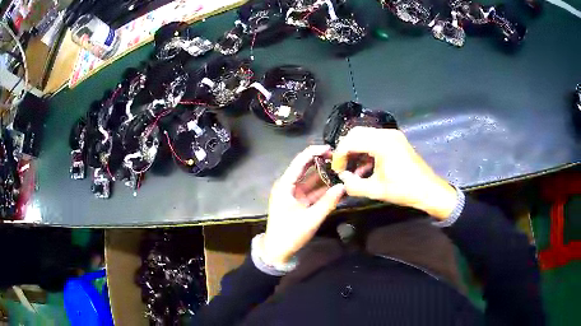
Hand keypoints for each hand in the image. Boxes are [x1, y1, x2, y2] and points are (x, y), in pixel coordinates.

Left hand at [260, 145, 344, 265]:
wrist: (277, 251)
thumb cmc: (289, 234)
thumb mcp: (311, 219)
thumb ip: (328, 203)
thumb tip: (344, 186)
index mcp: (285, 185)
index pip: (300, 162)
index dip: (314, 152)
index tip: (331, 148)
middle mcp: (288, 186)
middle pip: (306, 168)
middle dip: (322, 162)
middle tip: (340, 157)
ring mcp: (293, 193)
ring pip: (311, 179)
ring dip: (324, 175)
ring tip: (342, 168)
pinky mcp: (298, 201)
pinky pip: (312, 191)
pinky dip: (323, 188)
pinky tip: (336, 184)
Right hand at [331, 127, 456, 219]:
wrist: (428, 190)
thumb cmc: (404, 190)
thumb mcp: (376, 191)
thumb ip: (354, 185)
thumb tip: (342, 179)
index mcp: (382, 144)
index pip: (351, 142)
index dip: (339, 155)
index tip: (337, 170)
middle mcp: (386, 134)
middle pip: (356, 133)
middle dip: (345, 148)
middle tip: (342, 166)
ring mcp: (393, 135)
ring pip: (365, 134)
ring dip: (355, 148)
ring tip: (352, 167)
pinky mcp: (396, 139)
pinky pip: (375, 138)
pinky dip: (366, 148)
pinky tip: (365, 166)